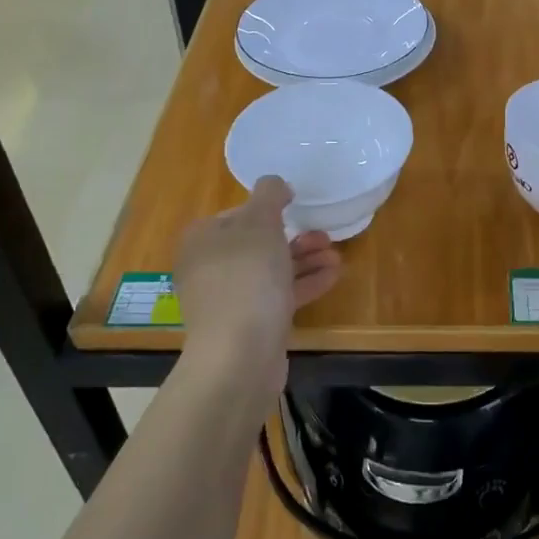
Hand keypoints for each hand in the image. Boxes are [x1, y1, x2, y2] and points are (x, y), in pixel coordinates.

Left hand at [175, 176, 340, 393]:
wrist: (240, 354)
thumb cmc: (247, 276)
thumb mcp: (260, 222)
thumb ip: (269, 194)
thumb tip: (275, 184)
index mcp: (202, 239)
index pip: (236, 214)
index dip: (268, 210)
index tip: (296, 209)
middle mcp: (209, 268)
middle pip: (257, 244)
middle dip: (294, 238)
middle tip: (324, 235)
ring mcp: (228, 300)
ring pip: (271, 271)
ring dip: (304, 261)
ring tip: (336, 256)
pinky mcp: (248, 325)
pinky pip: (278, 296)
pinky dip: (304, 284)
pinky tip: (333, 276)